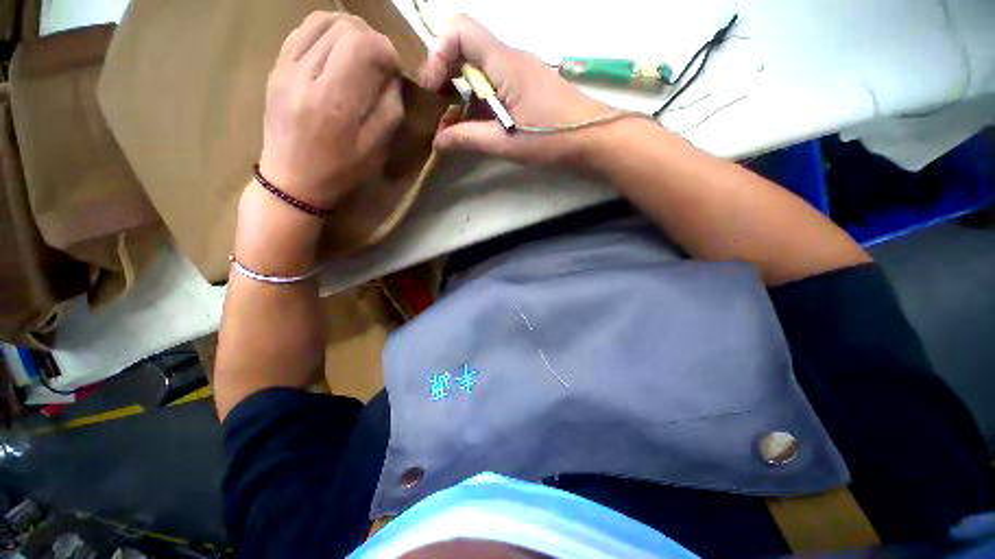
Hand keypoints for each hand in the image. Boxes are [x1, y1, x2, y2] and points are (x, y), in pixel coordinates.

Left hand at [259, 12, 404, 208]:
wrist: (292, 180)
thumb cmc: (340, 170)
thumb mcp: (376, 148)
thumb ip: (390, 109)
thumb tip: (392, 77)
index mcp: (334, 100)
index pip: (361, 45)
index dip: (385, 49)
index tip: (394, 68)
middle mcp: (305, 75)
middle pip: (343, 27)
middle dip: (371, 38)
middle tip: (380, 62)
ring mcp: (285, 67)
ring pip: (321, 20)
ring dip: (349, 30)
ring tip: (361, 52)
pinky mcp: (276, 66)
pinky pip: (302, 30)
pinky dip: (326, 31)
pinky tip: (337, 50)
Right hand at [419, 15, 611, 163]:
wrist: (593, 137)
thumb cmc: (552, 138)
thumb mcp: (506, 143)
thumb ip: (469, 139)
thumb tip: (438, 140)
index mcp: (504, 63)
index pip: (460, 30)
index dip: (438, 53)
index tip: (434, 90)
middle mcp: (511, 57)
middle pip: (466, 46)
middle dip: (446, 74)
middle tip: (441, 108)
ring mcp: (521, 69)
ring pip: (480, 65)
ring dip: (463, 90)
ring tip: (457, 121)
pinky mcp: (527, 84)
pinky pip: (495, 80)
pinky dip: (480, 97)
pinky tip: (481, 122)